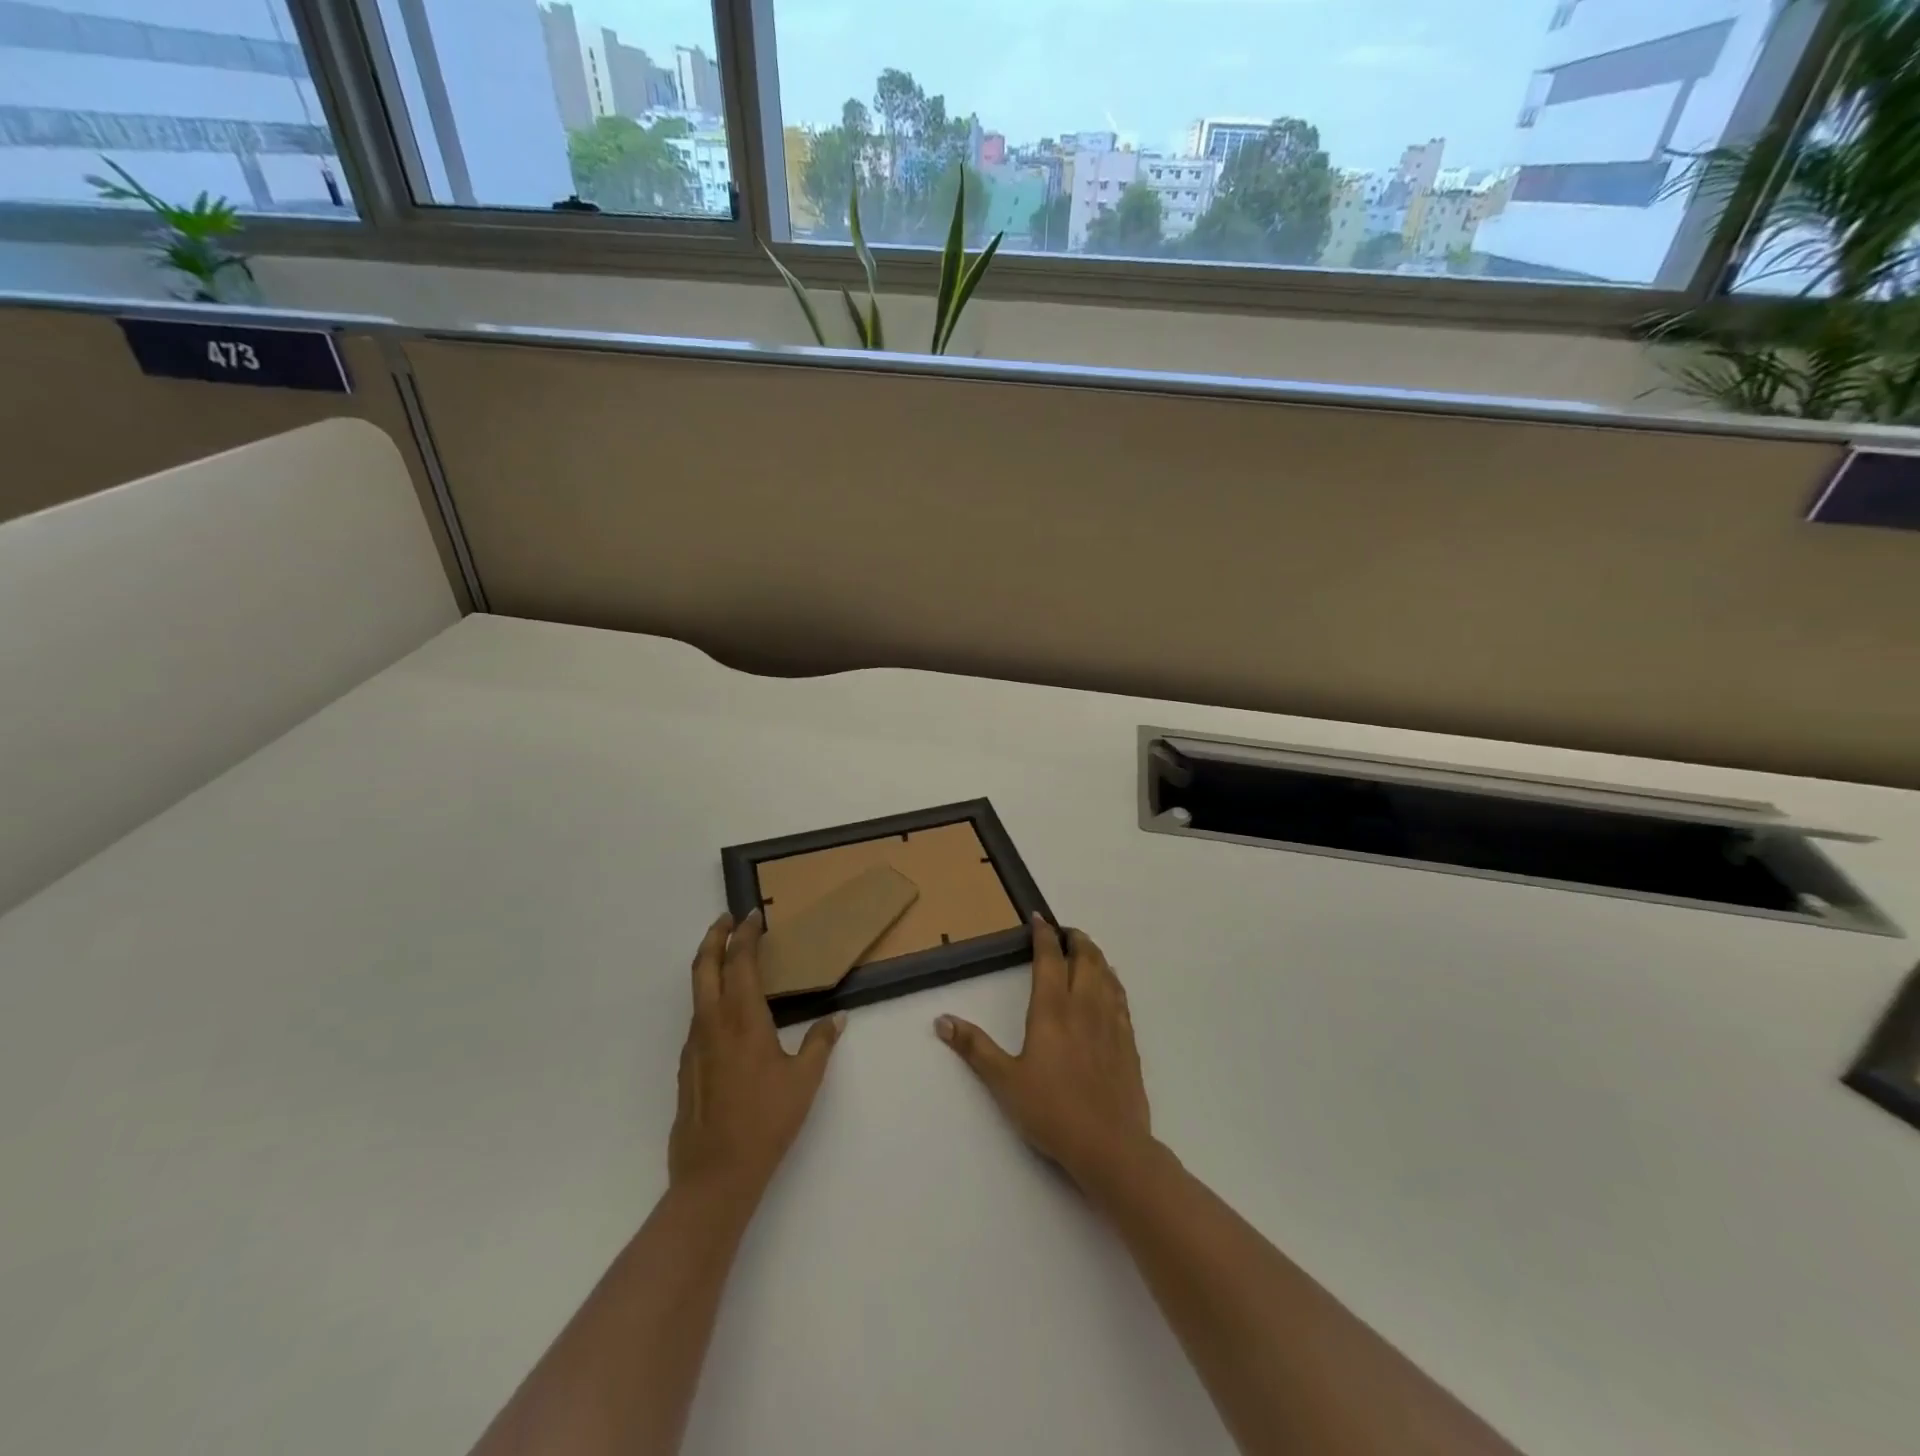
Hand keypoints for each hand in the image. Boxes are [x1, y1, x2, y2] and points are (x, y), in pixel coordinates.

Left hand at [669, 911, 845, 1199]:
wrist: (715, 1174)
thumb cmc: (766, 1121)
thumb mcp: (804, 1079)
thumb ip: (820, 1042)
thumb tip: (837, 1018)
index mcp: (742, 1019)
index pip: (740, 962)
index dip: (746, 935)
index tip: (754, 916)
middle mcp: (712, 1023)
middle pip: (704, 966)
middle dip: (714, 937)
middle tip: (727, 919)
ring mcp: (694, 1044)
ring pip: (696, 991)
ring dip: (709, 965)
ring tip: (729, 958)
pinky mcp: (687, 1066)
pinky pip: (697, 1018)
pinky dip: (709, 997)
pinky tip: (727, 1012)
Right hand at [936, 915, 1155, 1193]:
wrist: (1110, 1146)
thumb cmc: (1051, 1111)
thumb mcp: (1004, 1081)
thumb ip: (974, 1047)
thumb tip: (942, 1019)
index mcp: (1052, 1010)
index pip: (1049, 959)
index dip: (1043, 935)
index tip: (1039, 919)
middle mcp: (1084, 1006)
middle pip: (1084, 958)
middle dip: (1074, 939)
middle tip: (1064, 932)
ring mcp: (1111, 1022)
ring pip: (1106, 973)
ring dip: (1095, 955)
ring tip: (1086, 950)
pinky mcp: (1128, 1041)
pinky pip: (1121, 996)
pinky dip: (1112, 980)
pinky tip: (1109, 986)